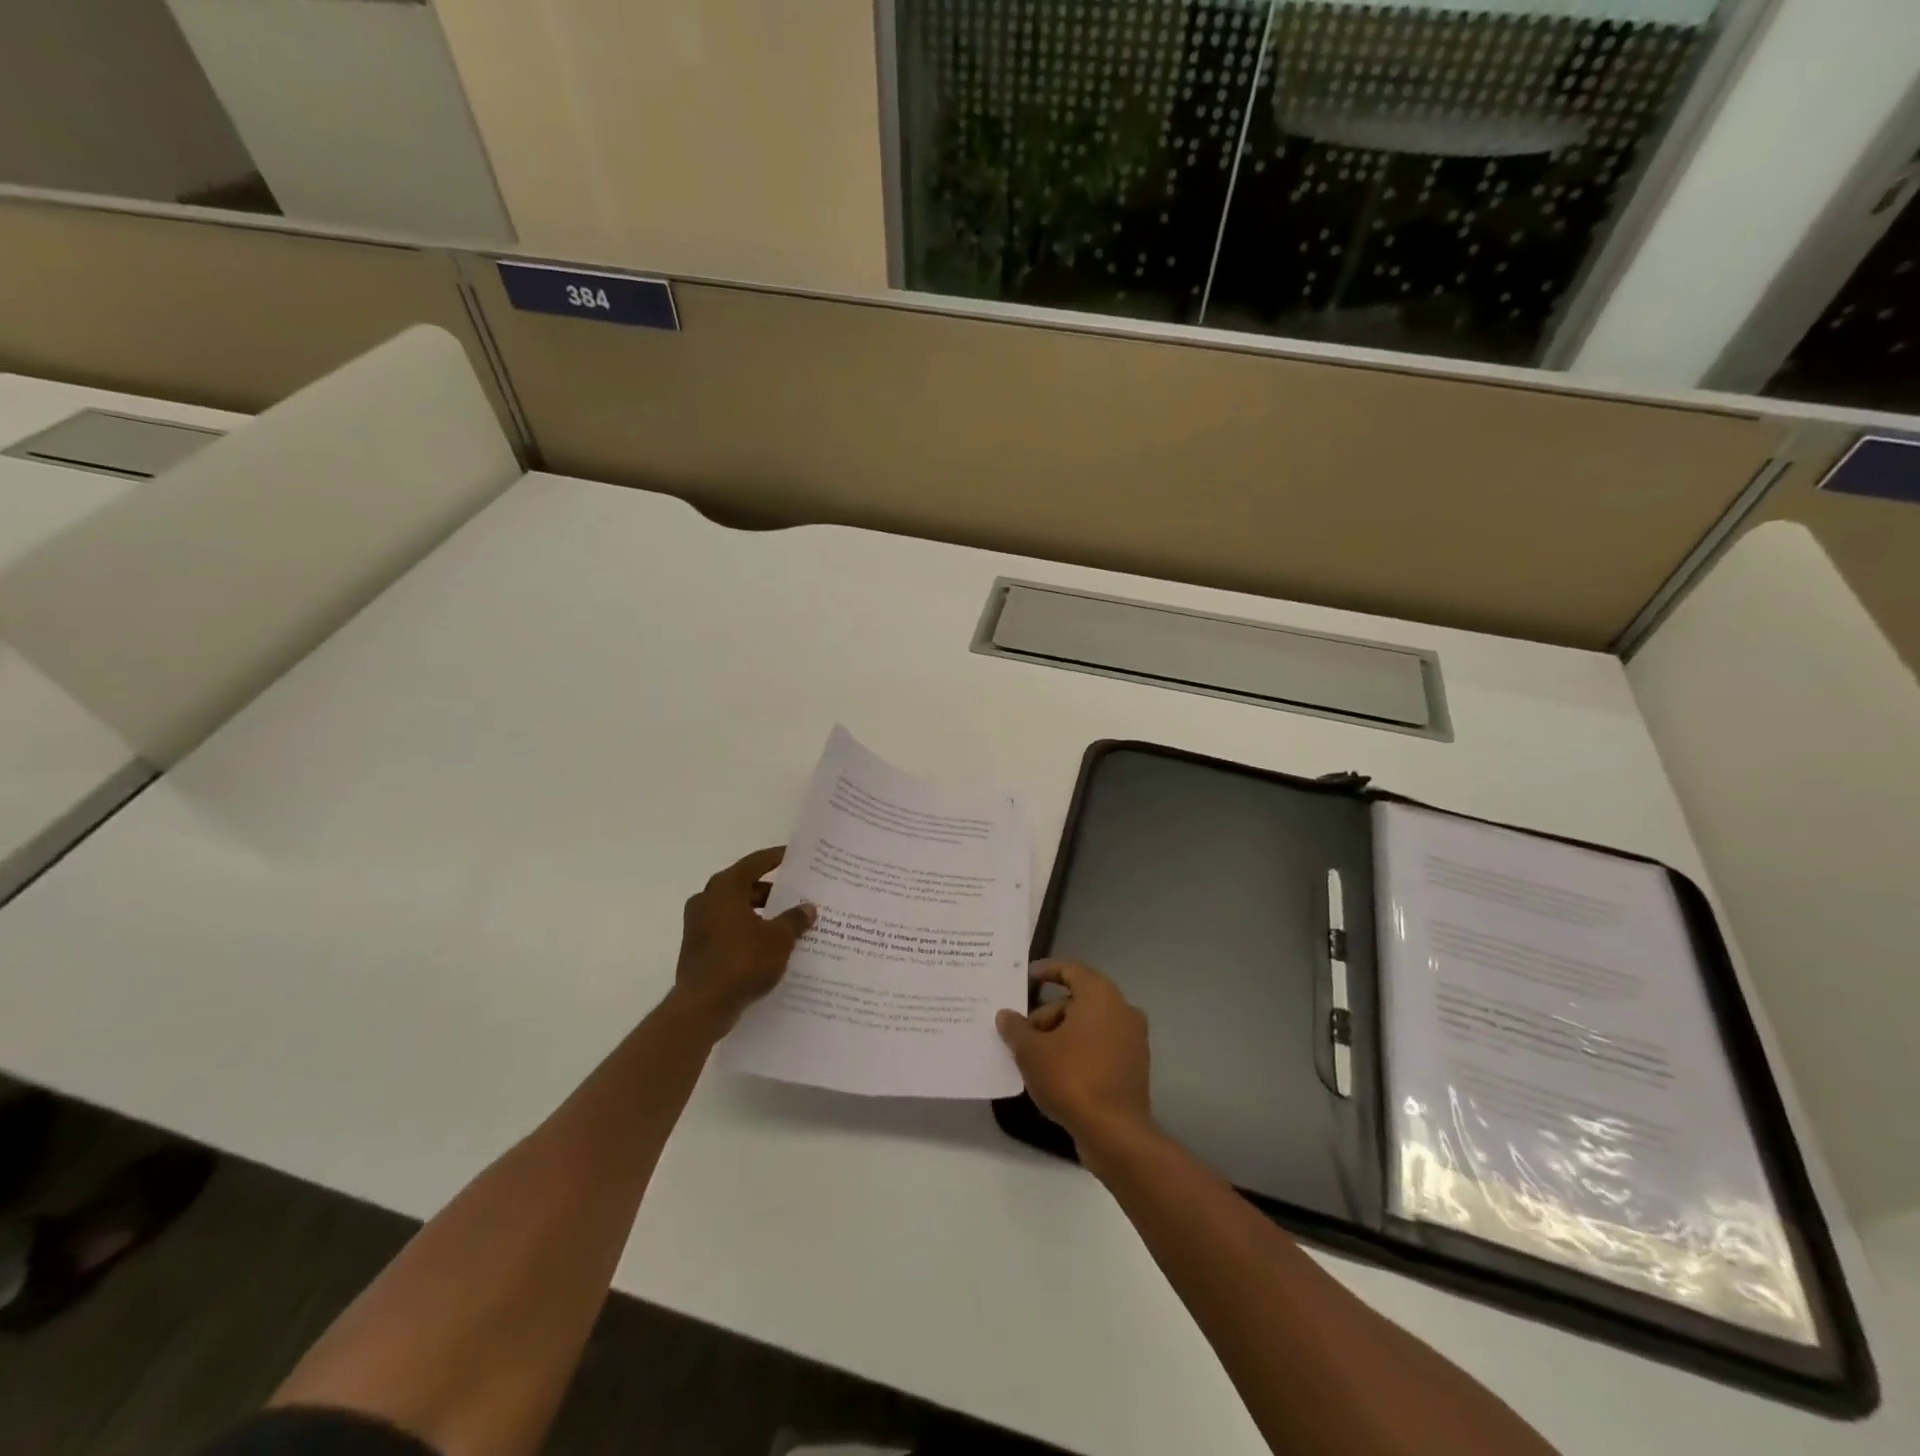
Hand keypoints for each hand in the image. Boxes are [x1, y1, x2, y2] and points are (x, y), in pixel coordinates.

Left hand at [671, 846, 815, 1034]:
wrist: (702, 1007)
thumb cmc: (743, 961)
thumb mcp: (779, 939)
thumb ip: (794, 919)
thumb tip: (807, 908)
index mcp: (725, 888)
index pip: (755, 863)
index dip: (777, 858)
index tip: (796, 857)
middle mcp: (707, 900)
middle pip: (745, 886)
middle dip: (772, 891)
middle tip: (798, 894)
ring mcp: (698, 925)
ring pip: (736, 910)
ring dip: (760, 914)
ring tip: (788, 922)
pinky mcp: (698, 948)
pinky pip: (728, 930)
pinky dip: (748, 931)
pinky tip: (770, 946)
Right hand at [996, 960, 1152, 1156]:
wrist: (1115, 1133)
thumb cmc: (1072, 1078)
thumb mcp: (1032, 1051)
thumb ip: (1016, 1028)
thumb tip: (1006, 1015)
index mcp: (1100, 996)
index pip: (1071, 970)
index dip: (1046, 971)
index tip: (1025, 978)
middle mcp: (1122, 1010)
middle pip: (1078, 1001)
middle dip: (1047, 1014)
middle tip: (1021, 1033)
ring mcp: (1132, 1040)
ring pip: (1089, 1026)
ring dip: (1061, 1034)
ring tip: (1034, 1057)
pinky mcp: (1133, 1068)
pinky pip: (1100, 1047)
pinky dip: (1078, 1051)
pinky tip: (1056, 1073)